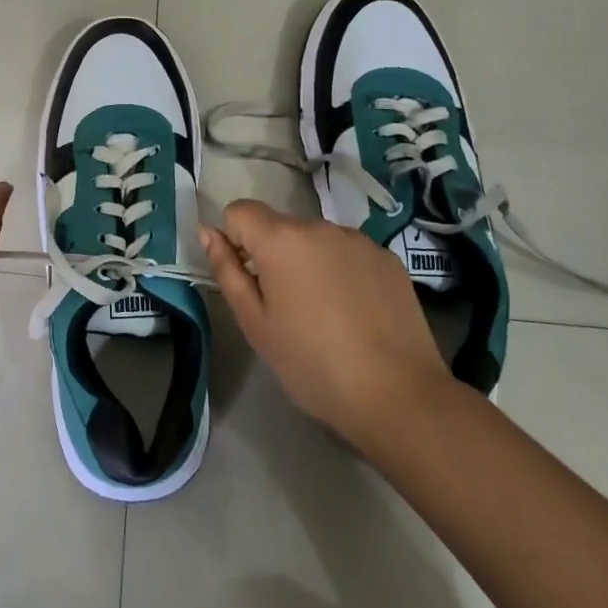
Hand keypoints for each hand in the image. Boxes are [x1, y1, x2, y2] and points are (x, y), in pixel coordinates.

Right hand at [202, 199, 449, 449]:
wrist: (398, 396)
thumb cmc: (312, 365)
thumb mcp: (255, 324)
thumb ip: (227, 271)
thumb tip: (209, 233)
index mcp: (281, 239)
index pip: (240, 211)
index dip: (235, 241)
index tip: (248, 281)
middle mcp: (320, 226)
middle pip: (280, 227)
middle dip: (273, 256)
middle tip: (285, 308)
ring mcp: (359, 240)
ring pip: (316, 240)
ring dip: (309, 262)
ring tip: (325, 314)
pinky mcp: (389, 258)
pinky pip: (349, 254)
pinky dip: (343, 272)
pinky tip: (356, 314)